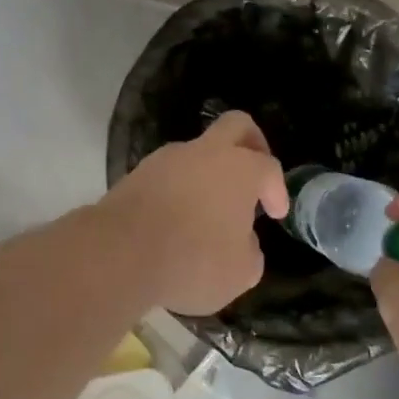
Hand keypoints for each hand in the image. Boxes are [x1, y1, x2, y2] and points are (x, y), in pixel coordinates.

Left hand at [98, 111, 288, 315]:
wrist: (120, 252)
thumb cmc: (194, 260)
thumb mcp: (241, 272)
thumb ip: (250, 251)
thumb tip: (242, 241)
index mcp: (240, 168)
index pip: (268, 167)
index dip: (277, 190)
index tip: (275, 214)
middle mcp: (204, 152)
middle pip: (235, 126)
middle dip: (252, 144)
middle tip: (254, 175)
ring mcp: (166, 158)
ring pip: (196, 151)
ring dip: (208, 172)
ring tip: (209, 212)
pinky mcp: (137, 173)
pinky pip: (169, 173)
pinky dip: (179, 188)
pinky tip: (177, 220)